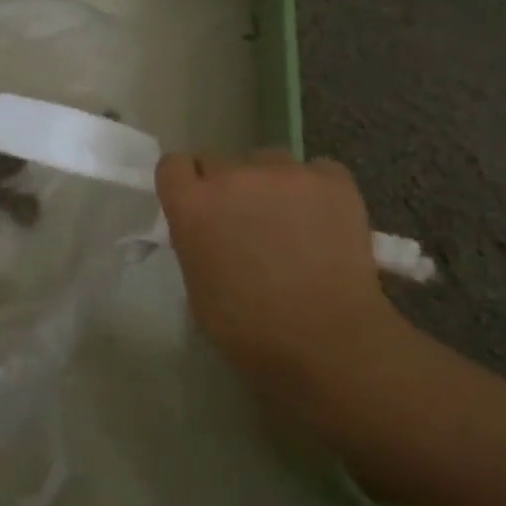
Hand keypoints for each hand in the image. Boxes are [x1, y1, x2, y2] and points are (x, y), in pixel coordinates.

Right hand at [157, 151, 418, 417]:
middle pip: (220, 163)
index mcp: (192, 205)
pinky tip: (324, 222)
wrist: (329, 341)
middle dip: (227, 189)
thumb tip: (209, 229)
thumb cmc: (250, 329)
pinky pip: (315, 171)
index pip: (173, 165)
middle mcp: (233, 176)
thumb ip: (195, 241)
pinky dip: (315, 190)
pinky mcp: (332, 179)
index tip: (196, 206)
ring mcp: (286, 173)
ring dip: (270, 187)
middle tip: (245, 224)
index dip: (185, 185)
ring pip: (267, 164)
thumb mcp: (197, 286)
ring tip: (291, 225)